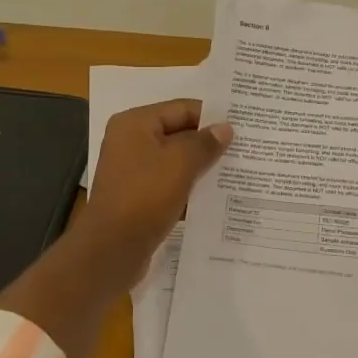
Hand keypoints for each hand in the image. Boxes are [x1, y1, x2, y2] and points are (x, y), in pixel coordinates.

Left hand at [81, 99, 231, 286]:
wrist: (112, 249)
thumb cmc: (145, 197)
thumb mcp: (180, 164)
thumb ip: (205, 143)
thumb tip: (225, 128)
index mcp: (135, 123)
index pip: (182, 108)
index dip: (212, 116)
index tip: (243, 126)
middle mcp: (130, 142)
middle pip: (179, 133)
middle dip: (209, 142)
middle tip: (246, 148)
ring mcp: (133, 171)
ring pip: (176, 160)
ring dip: (202, 166)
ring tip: (237, 170)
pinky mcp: (138, 196)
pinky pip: (170, 183)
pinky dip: (189, 186)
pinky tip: (216, 194)